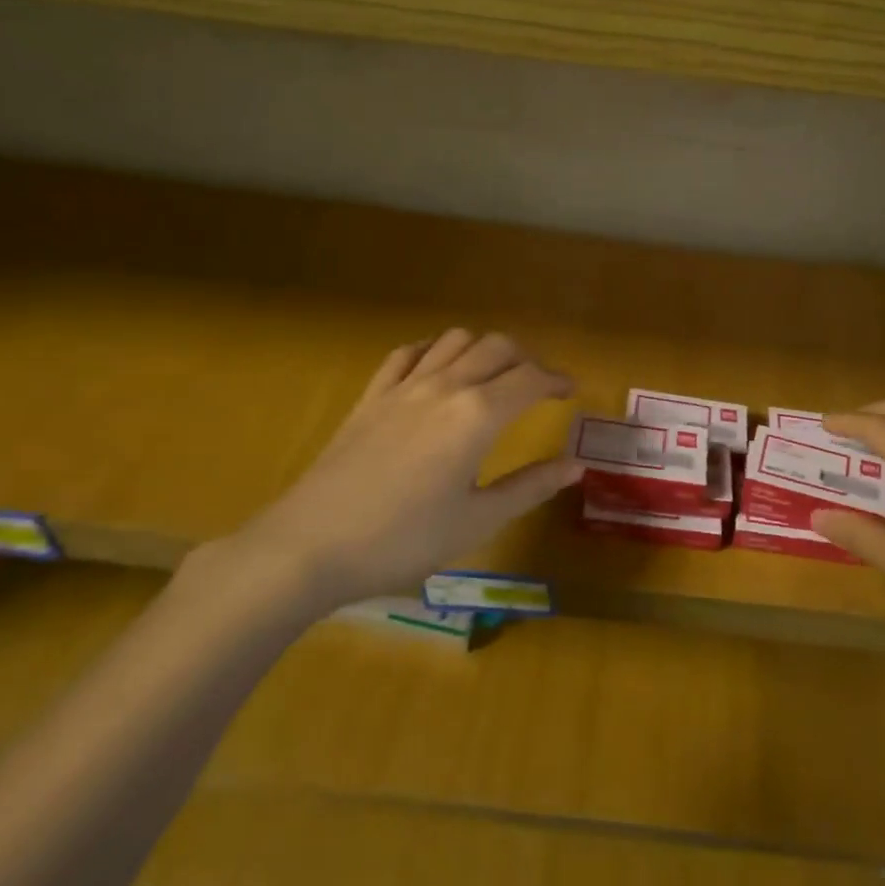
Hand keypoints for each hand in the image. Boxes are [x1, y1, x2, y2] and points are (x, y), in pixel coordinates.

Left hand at [202, 329, 583, 617]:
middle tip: (538, 386)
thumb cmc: (402, 541)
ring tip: (493, 376)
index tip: (571, 392)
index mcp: (477, 416)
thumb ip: (530, 487)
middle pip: (497, 347)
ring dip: (483, 348)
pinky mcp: (371, 396)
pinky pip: (408, 353)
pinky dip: (434, 350)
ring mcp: (403, 386)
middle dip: (526, 359)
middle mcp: (445, 386)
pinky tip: (437, 371)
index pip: (530, 378)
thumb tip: (575, 465)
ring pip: (454, 339)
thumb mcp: (476, 521)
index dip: (557, 379)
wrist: (309, 545)